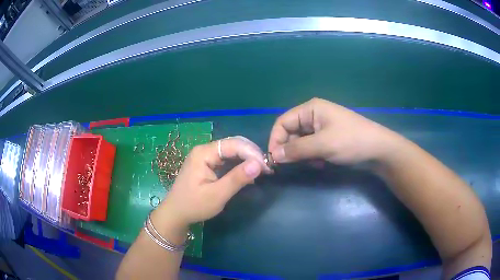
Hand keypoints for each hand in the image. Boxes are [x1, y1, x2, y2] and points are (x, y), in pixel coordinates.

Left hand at [159, 136, 267, 227]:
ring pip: (231, 151)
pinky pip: (226, 159)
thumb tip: (258, 164)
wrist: (176, 213)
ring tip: (261, 170)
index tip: (266, 167)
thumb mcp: (217, 195)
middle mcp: (204, 150)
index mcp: (203, 153)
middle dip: (251, 154)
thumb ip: (237, 178)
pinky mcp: (206, 163)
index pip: (233, 145)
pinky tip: (248, 173)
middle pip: (233, 144)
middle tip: (266, 168)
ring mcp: (204, 156)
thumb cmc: (194, 205)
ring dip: (246, 159)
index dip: (252, 153)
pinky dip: (239, 164)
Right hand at [268, 98, 401, 164]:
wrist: (379, 150)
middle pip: (291, 132)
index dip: (275, 140)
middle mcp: (314, 115)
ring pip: (300, 142)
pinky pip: (311, 147)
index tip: (274, 159)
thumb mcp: (323, 145)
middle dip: (290, 149)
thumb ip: (296, 150)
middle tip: (293, 165)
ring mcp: (322, 127)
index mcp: (311, 109)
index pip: (283, 122)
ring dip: (302, 154)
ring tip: (314, 163)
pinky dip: (312, 156)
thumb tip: (273, 156)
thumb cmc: (351, 141)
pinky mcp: (328, 138)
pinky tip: (321, 162)